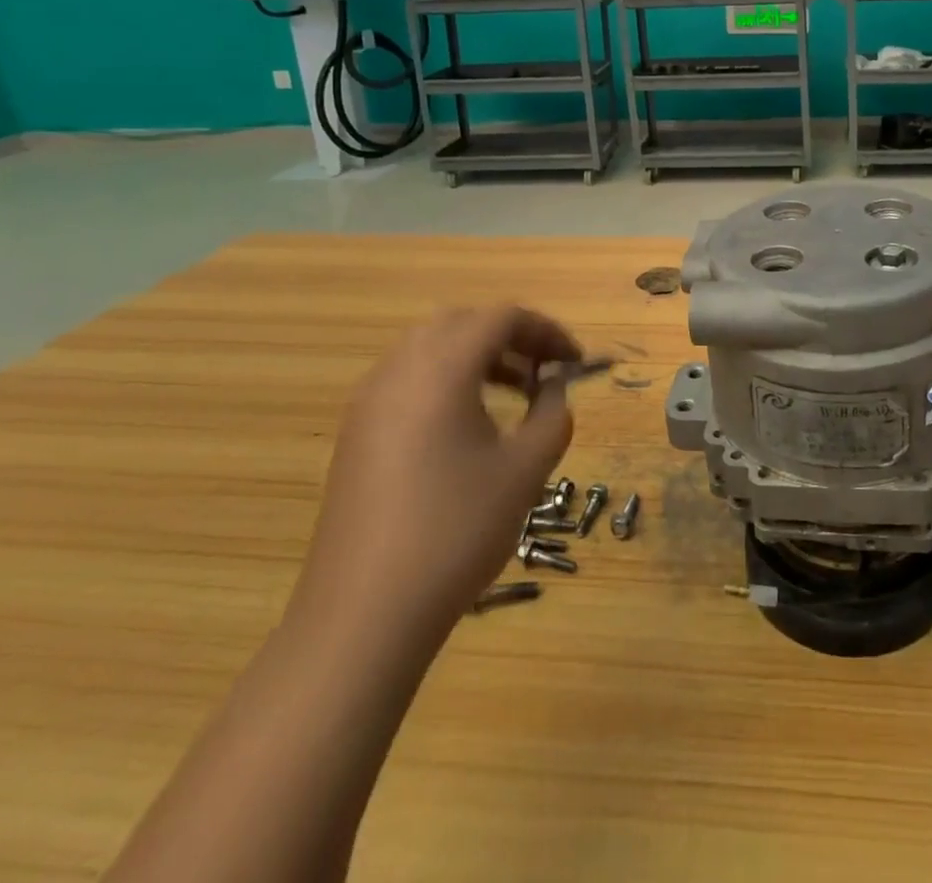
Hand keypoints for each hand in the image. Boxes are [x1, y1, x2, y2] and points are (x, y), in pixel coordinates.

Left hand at [289, 308, 579, 648]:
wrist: (364, 613)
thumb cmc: (456, 531)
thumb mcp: (525, 470)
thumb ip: (552, 415)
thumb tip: (552, 388)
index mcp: (441, 368)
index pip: (502, 318)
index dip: (547, 331)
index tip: (575, 362)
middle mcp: (399, 370)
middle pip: (462, 323)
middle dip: (511, 337)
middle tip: (544, 370)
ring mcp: (369, 401)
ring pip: (430, 348)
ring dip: (477, 356)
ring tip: (514, 393)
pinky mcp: (355, 433)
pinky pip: (407, 379)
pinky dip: (446, 379)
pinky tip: (468, 425)